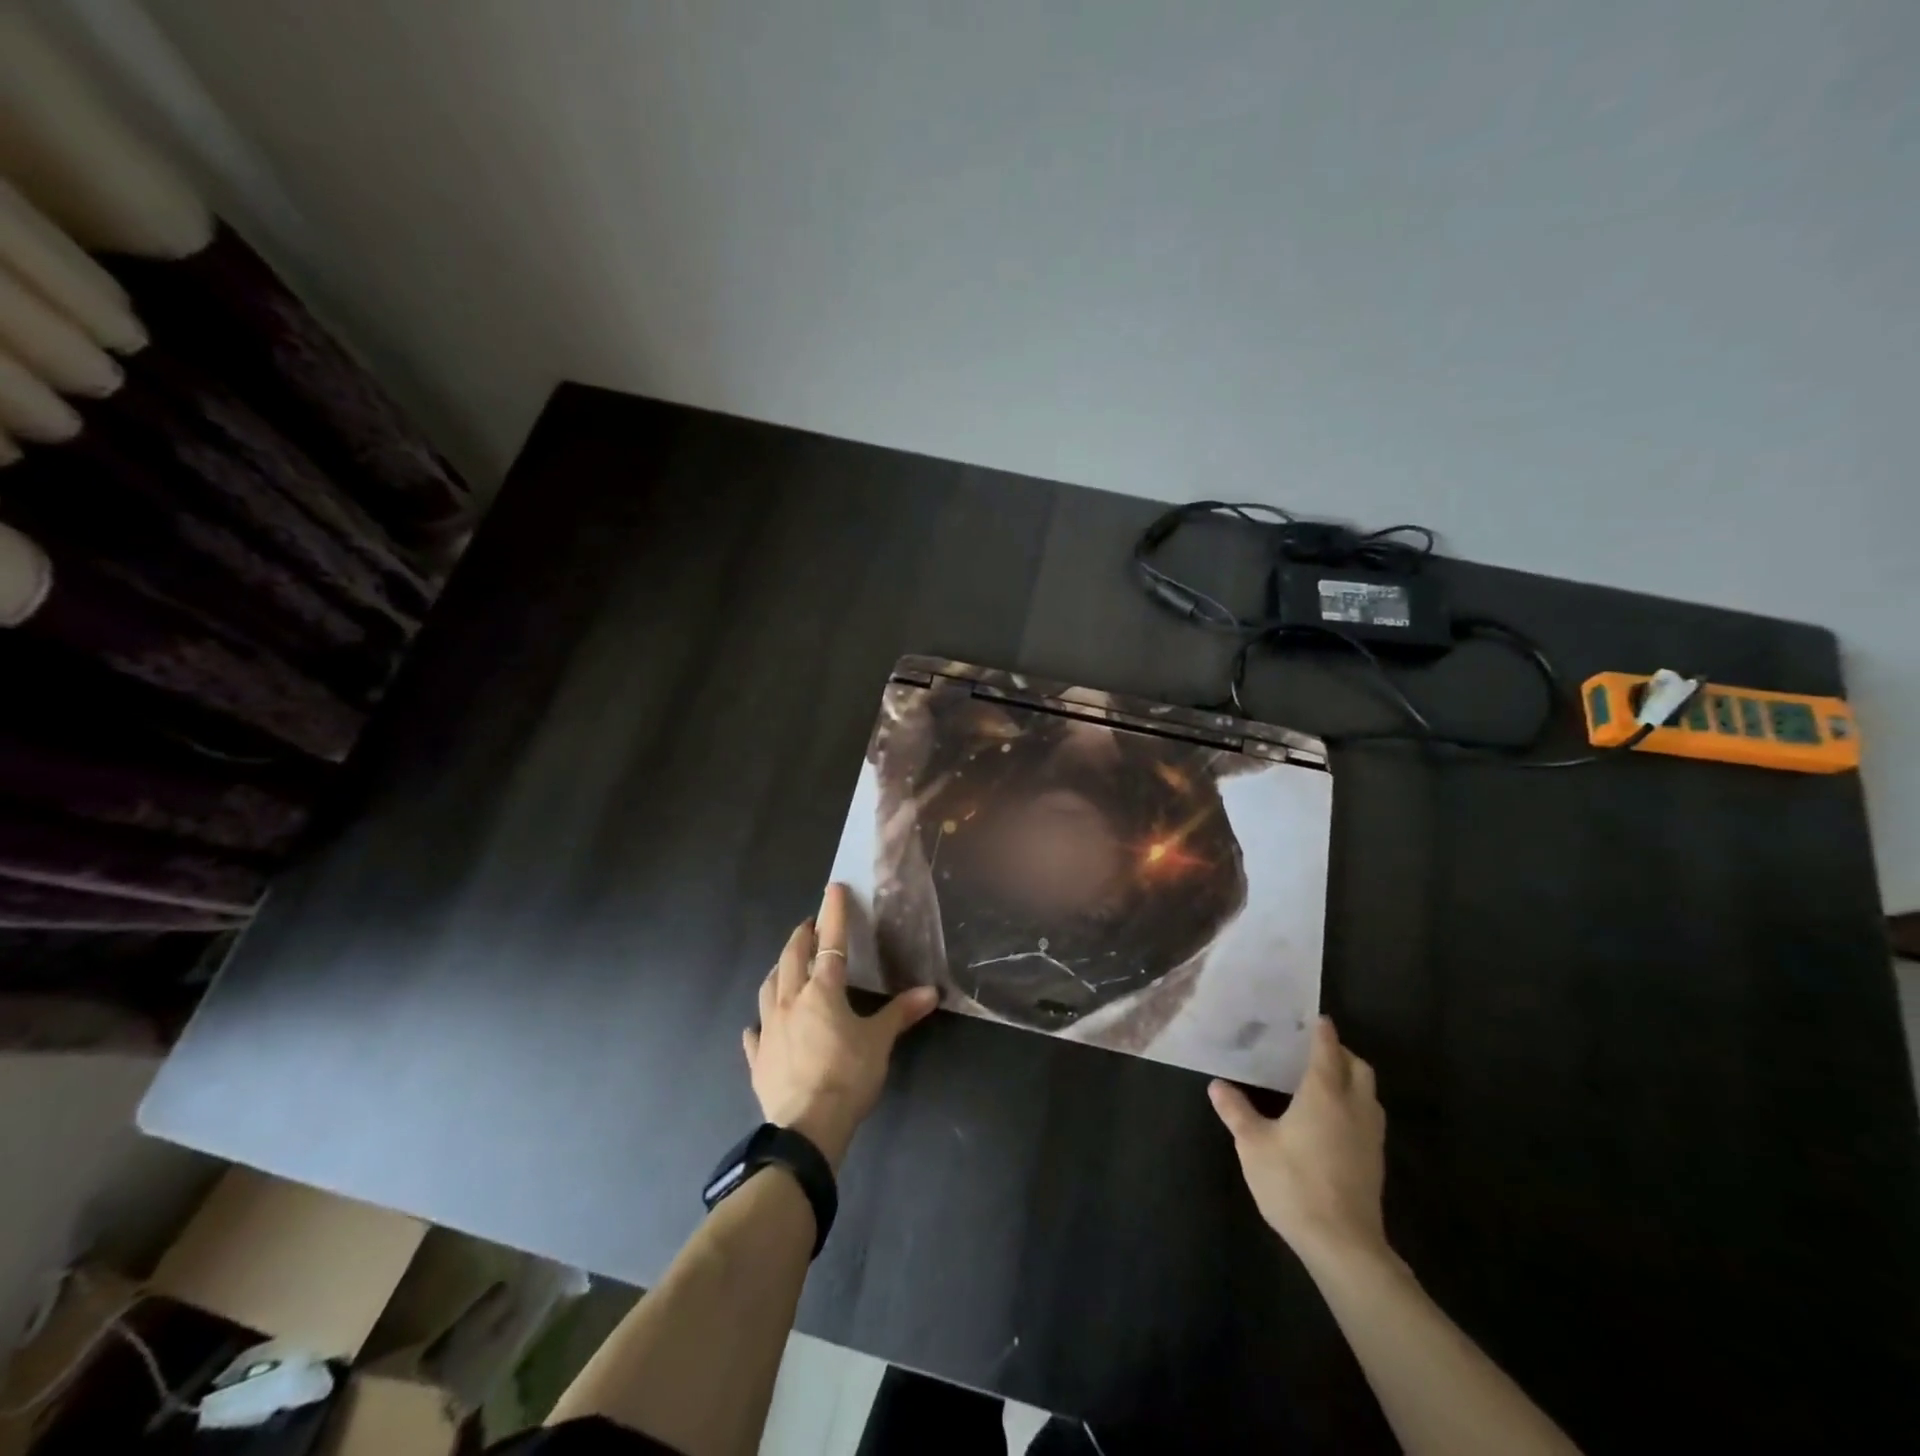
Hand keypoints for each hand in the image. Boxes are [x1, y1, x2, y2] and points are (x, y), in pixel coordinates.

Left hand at [744, 883, 938, 1169]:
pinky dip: (760, 1022)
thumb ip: (901, 1013)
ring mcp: (769, 1029)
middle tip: (809, 926)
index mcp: (822, 991)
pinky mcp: (758, 1058)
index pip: (830, 943)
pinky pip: (755, 1032)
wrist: (807, 1127)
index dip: (833, 913)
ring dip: (779, 970)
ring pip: (768, 987)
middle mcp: (790, 1001)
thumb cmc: (847, 1076)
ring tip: (786, 964)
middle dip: (801, 937)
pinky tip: (760, 1024)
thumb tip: (931, 992)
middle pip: (792, 958)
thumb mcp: (880, 1042)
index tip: (833, 889)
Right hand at [1209, 1017, 1391, 1272]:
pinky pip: (1369, 1117)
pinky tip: (1333, 1120)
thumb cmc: (1294, 1183)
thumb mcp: (1253, 1144)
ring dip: (1352, 1080)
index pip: (1328, 1050)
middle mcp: (1353, 1106)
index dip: (1323, 1032)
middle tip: (1316, 1051)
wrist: (1343, 1245)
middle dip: (1342, 1054)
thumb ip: (1236, 1111)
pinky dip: (1355, 1105)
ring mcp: (1370, 1136)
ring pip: (1369, 1094)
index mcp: (1324, 1093)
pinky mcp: (1375, 1162)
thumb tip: (1217, 1085)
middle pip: (1359, 1068)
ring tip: (1325, 1082)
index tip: (1316, 1019)